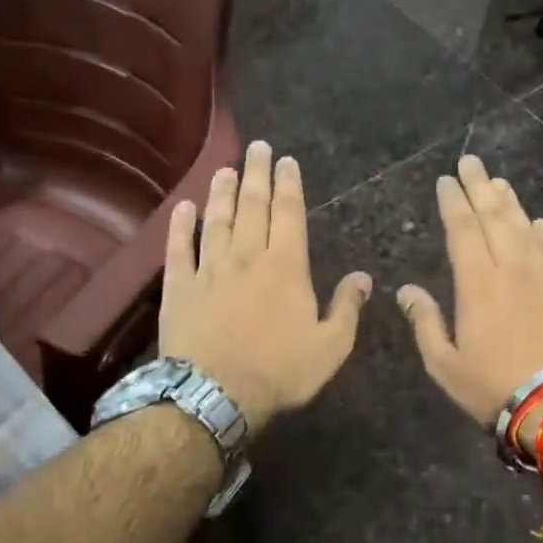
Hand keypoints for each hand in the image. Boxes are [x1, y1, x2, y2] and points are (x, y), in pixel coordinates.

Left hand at [160, 141, 371, 435]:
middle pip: (252, 206)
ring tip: (225, 170)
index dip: (289, 184)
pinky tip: (182, 207)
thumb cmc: (278, 371)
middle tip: (256, 148)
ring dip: (222, 193)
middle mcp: (247, 257)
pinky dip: (180, 226)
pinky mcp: (179, 287)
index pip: (288, 214)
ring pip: (216, 221)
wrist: (214, 395)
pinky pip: (178, 248)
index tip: (286, 161)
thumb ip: (347, 308)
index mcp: (286, 267)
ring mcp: (209, 269)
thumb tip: (363, 277)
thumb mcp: (330, 347)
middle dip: (256, 174)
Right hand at [396, 155, 542, 431]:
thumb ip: (425, 322)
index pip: (462, 229)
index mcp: (477, 283)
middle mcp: (513, 268)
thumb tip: (407, 290)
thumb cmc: (495, 387)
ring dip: (510, 202)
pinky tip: (538, 222)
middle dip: (480, 186)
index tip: (445, 181)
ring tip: (499, 182)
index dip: (452, 201)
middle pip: (495, 216)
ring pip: (526, 228)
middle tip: (470, 161)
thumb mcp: (445, 364)